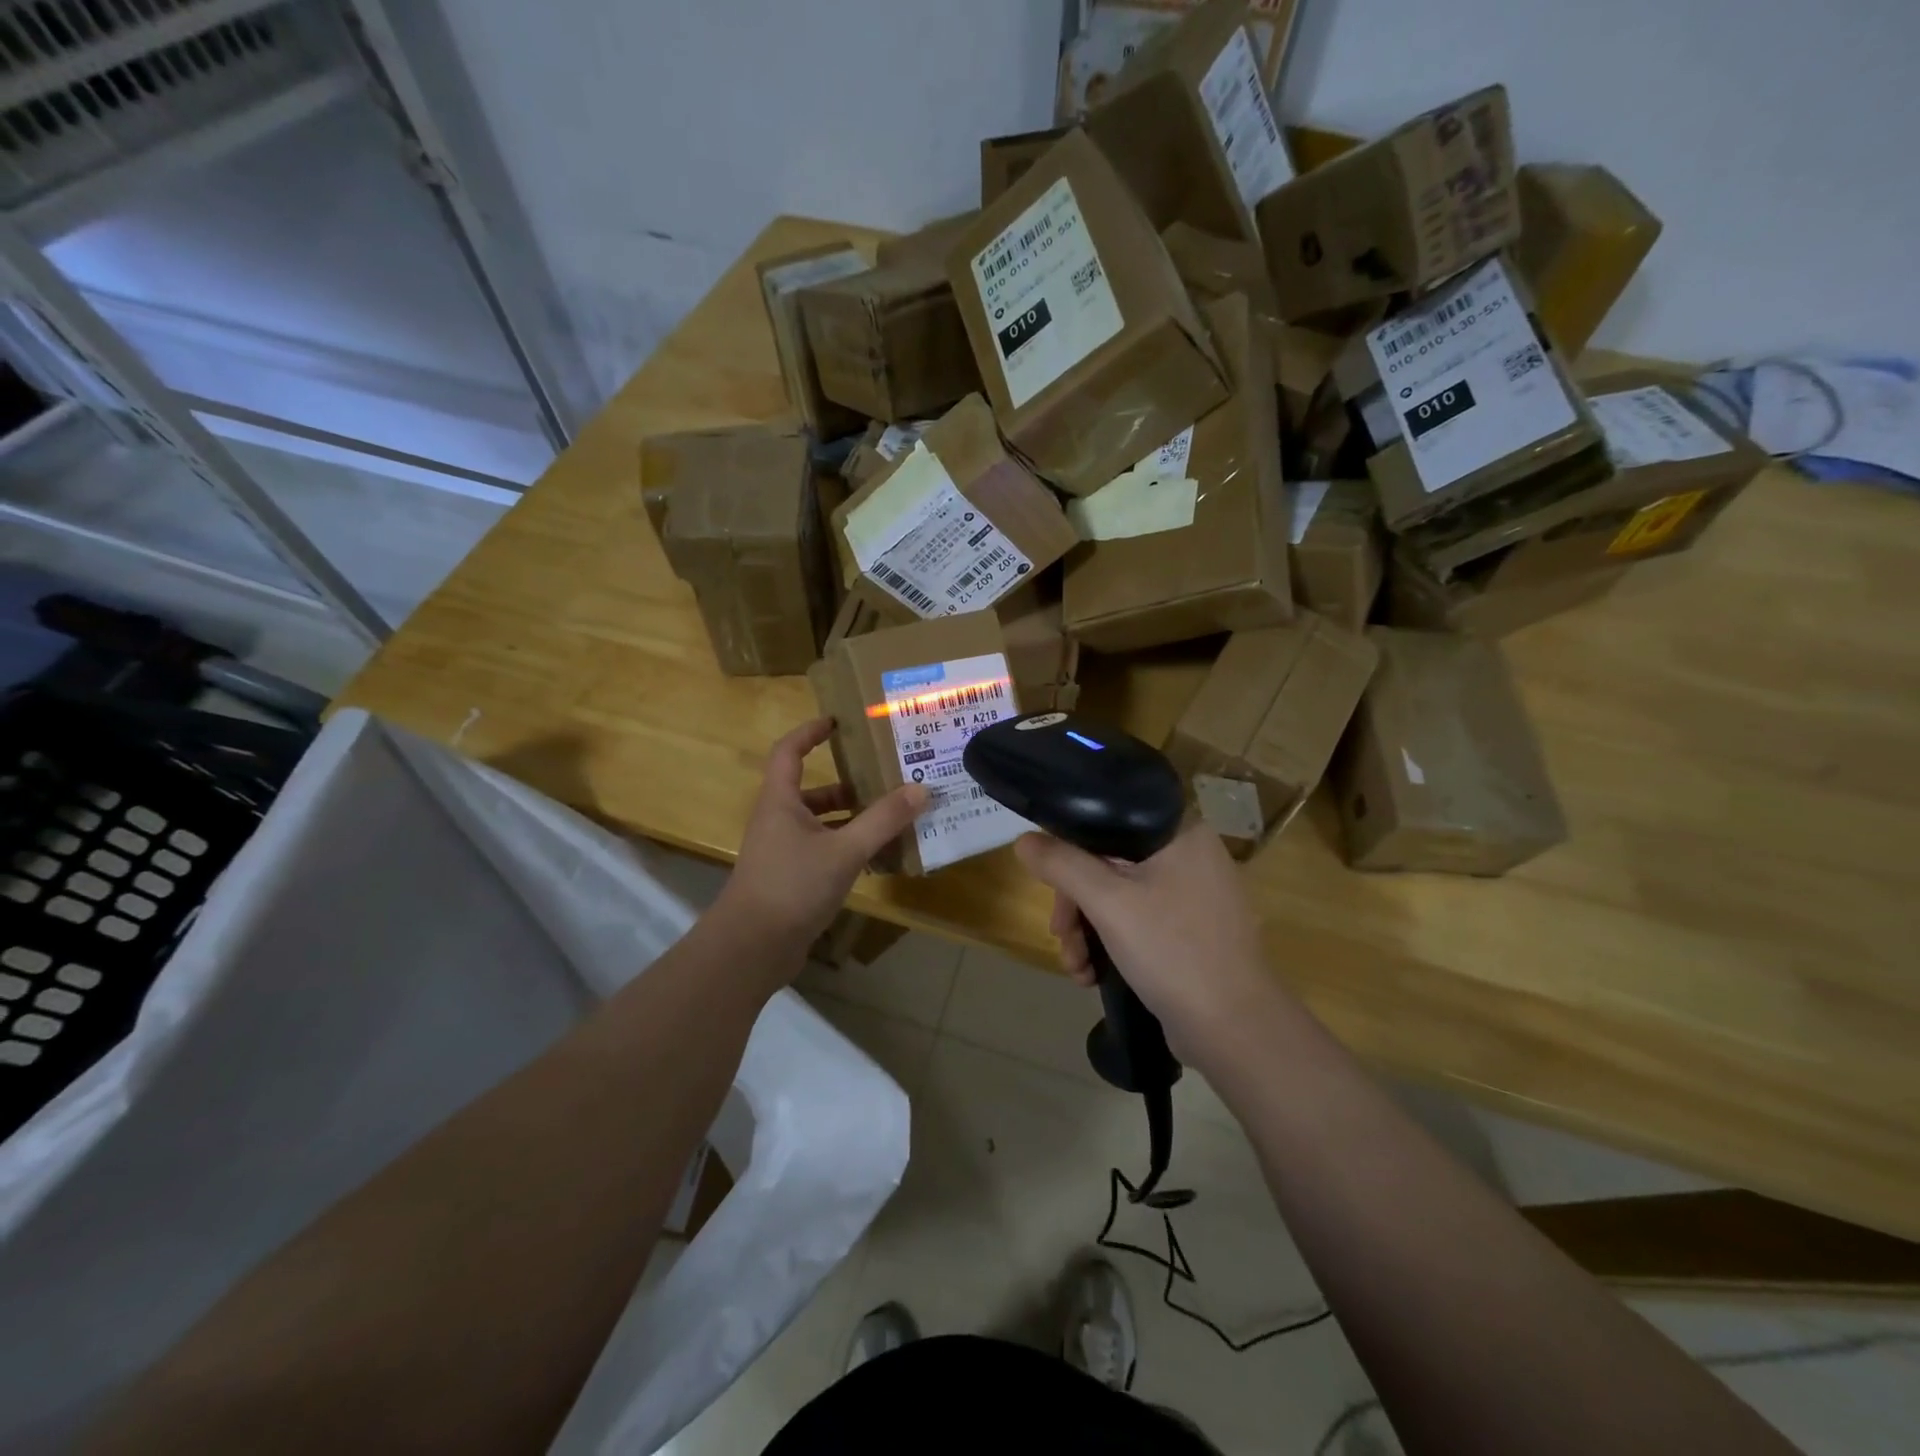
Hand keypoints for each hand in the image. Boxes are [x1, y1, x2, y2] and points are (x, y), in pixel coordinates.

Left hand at [720, 718, 928, 954]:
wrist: (752, 948)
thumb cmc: (792, 886)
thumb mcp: (844, 850)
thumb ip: (882, 820)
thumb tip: (920, 789)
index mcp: (780, 801)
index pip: (789, 751)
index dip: (810, 732)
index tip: (839, 722)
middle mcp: (778, 820)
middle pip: (813, 790)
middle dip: (848, 783)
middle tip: (886, 777)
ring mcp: (783, 851)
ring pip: (821, 823)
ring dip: (852, 818)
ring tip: (892, 816)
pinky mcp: (791, 878)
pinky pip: (824, 850)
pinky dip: (848, 847)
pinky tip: (877, 856)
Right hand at [1013, 824, 1280, 1069]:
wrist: (1235, 1029)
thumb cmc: (1172, 950)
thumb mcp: (1108, 902)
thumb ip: (1062, 865)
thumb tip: (1023, 840)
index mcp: (1180, 833)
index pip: (1108, 822)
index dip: (1070, 851)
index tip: (1050, 887)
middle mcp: (1189, 855)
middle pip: (1109, 864)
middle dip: (1076, 905)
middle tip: (1061, 938)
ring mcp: (1194, 896)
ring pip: (1119, 897)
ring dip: (1088, 931)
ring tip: (1076, 967)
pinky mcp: (1191, 931)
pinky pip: (1138, 922)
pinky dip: (1112, 944)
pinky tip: (1093, 975)